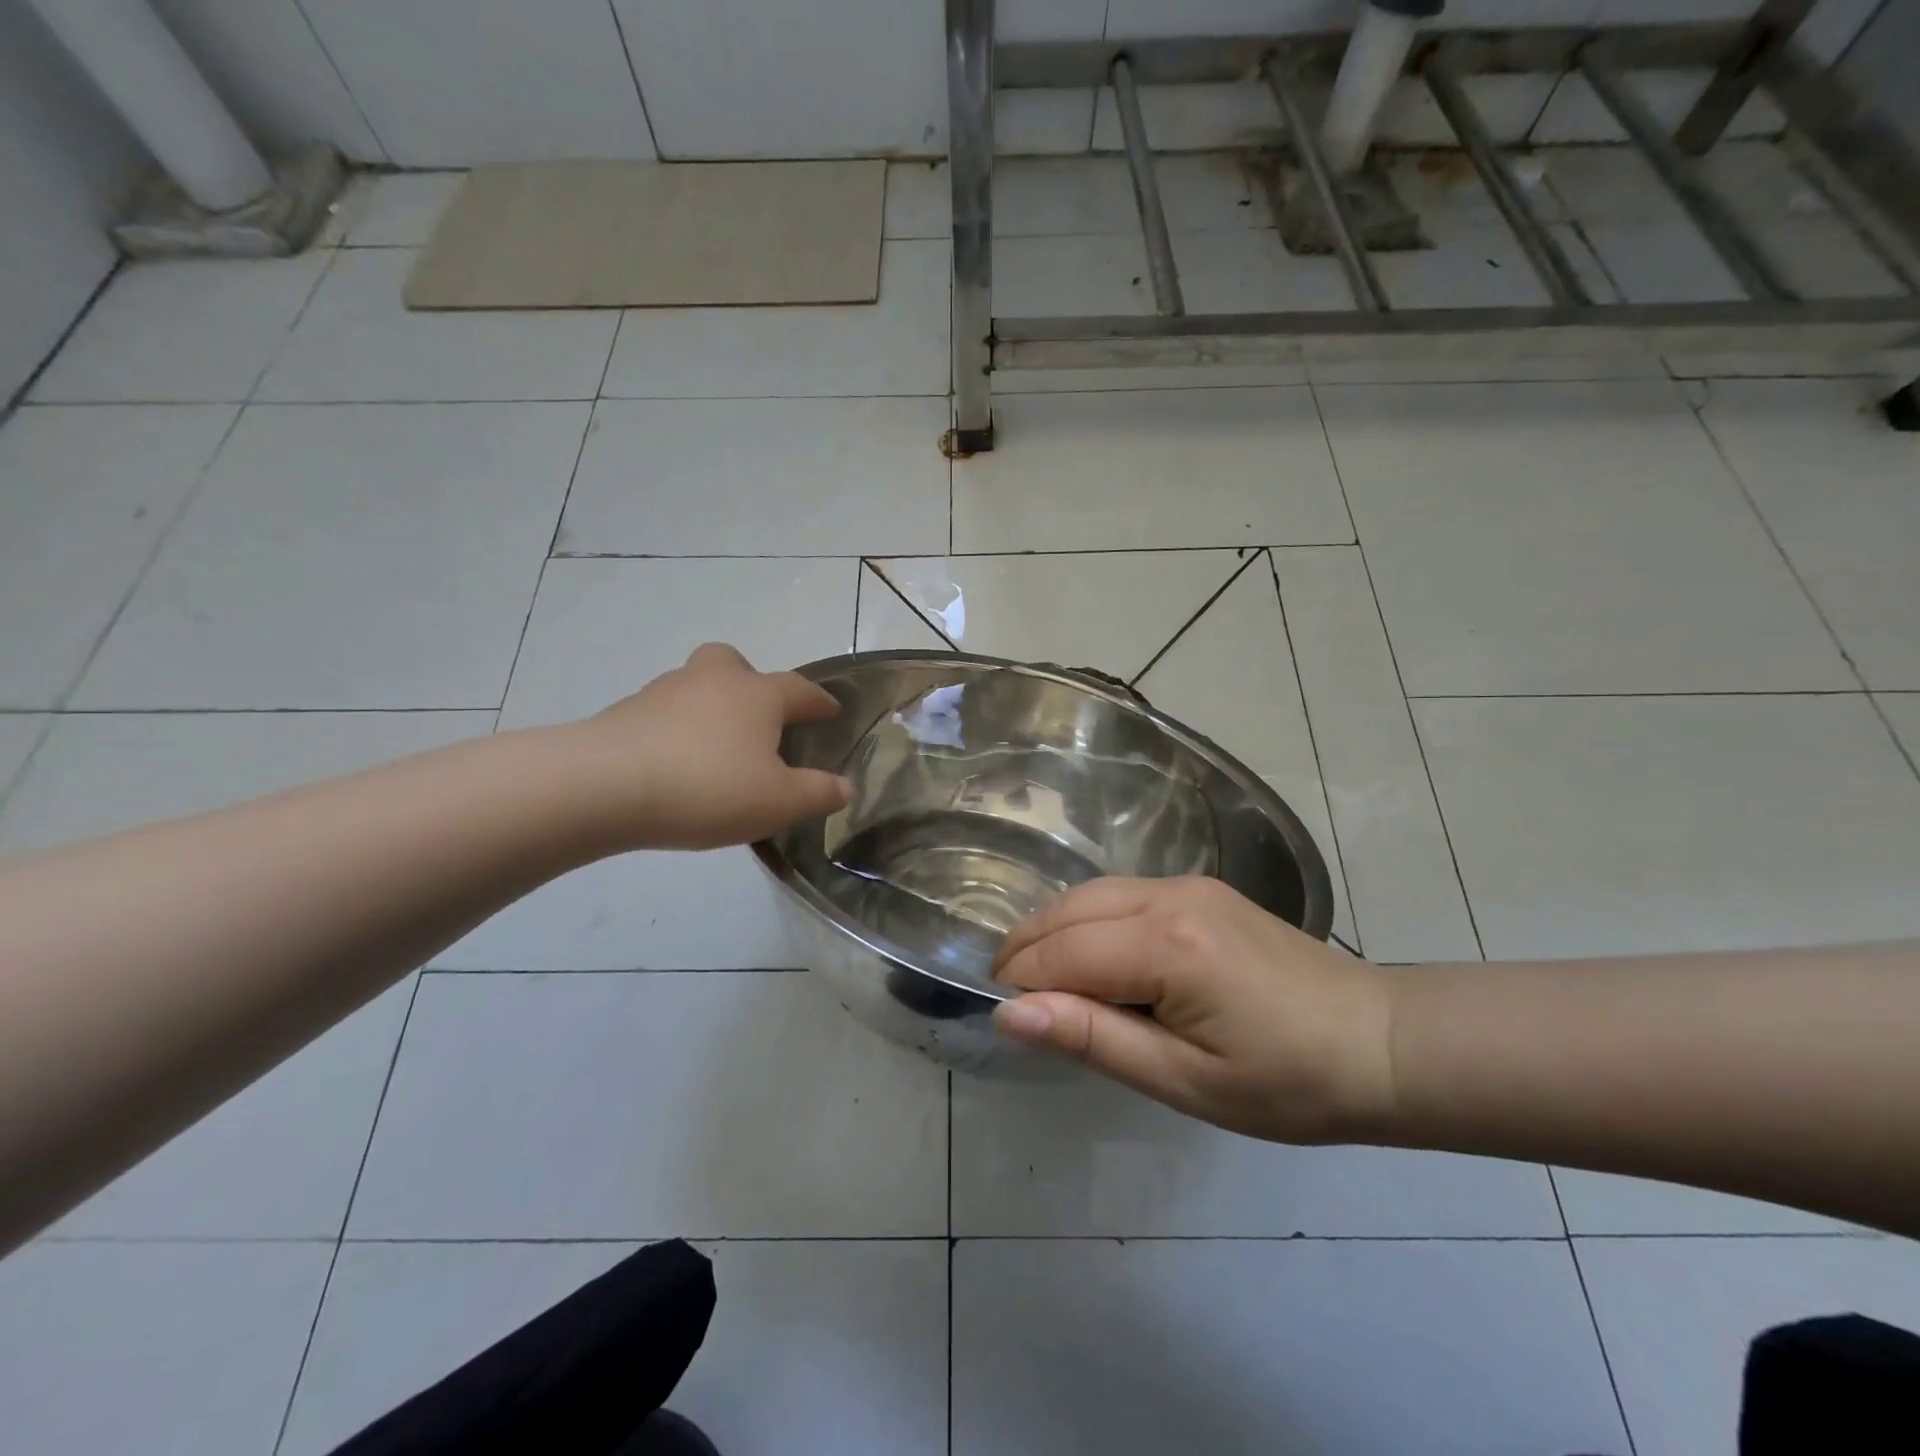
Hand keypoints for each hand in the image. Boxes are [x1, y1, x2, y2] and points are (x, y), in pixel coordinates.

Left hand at [570, 643, 851, 851]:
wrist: (604, 785)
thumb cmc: (707, 787)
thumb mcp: (779, 803)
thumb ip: (819, 793)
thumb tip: (845, 786)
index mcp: (757, 695)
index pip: (800, 690)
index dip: (820, 702)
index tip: (831, 711)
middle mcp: (714, 680)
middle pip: (738, 665)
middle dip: (753, 684)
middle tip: (758, 716)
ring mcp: (665, 691)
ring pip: (698, 687)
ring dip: (711, 708)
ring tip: (715, 750)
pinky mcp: (627, 712)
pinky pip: (665, 714)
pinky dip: (677, 730)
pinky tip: (675, 764)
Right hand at [992, 877, 1397, 1143]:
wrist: (1382, 1043)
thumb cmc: (1288, 1082)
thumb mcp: (1184, 1080)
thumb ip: (1093, 1038)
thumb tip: (1010, 1014)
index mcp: (1168, 945)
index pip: (1063, 953)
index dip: (1021, 983)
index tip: (999, 1019)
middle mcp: (1169, 896)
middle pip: (1068, 910)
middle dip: (1026, 950)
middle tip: (1008, 1000)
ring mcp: (1187, 885)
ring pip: (1090, 894)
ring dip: (1053, 931)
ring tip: (1037, 981)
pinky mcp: (1200, 889)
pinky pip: (1120, 894)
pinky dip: (1087, 920)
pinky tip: (1088, 955)